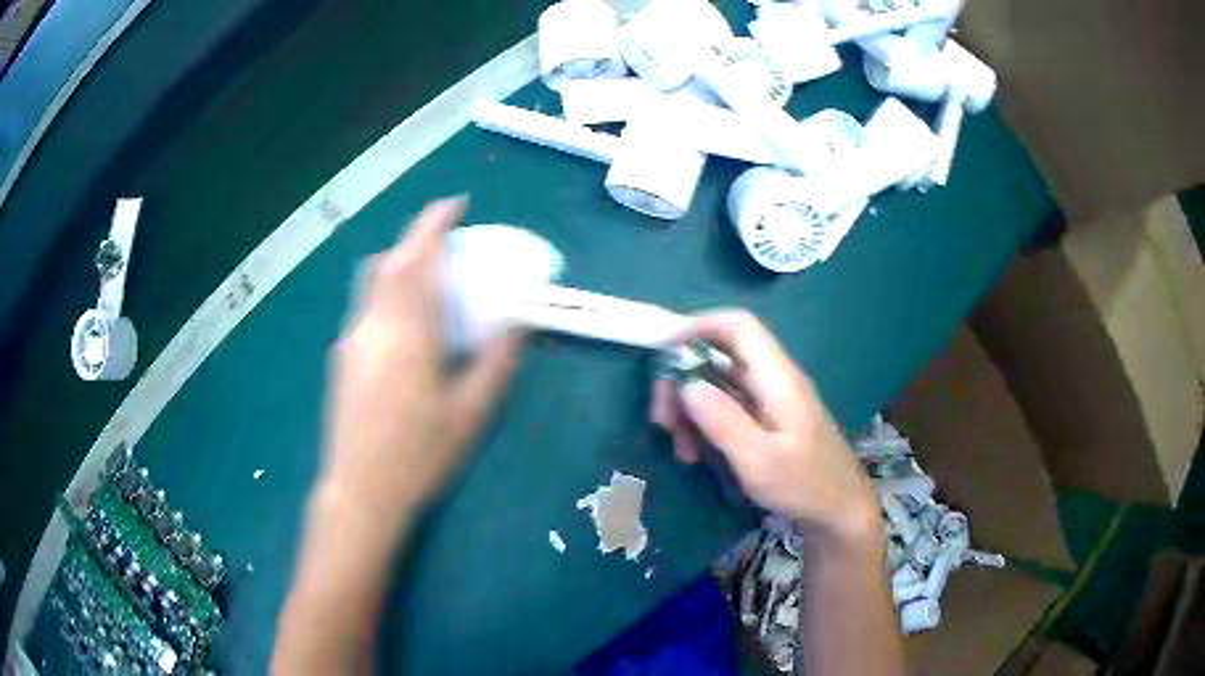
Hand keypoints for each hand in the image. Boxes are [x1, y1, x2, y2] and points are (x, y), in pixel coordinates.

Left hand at [323, 197, 520, 518]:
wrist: (360, 491)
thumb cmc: (420, 455)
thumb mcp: (471, 413)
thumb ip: (497, 361)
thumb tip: (518, 322)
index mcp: (407, 333)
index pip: (417, 259)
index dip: (435, 224)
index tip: (456, 204)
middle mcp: (372, 326)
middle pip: (390, 262)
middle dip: (418, 239)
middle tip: (449, 240)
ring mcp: (351, 341)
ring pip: (372, 282)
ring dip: (400, 264)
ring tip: (430, 279)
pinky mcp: (342, 358)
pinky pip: (367, 306)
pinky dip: (389, 293)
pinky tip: (408, 326)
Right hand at [651, 310, 878, 542]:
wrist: (841, 512)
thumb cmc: (805, 485)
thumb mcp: (759, 460)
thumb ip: (723, 420)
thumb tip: (687, 384)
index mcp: (778, 378)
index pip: (738, 326)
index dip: (699, 326)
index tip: (663, 352)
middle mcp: (774, 381)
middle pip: (721, 357)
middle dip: (685, 380)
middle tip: (662, 418)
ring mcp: (771, 402)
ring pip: (720, 385)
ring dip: (692, 408)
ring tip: (680, 447)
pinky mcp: (768, 422)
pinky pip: (729, 409)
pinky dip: (706, 424)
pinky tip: (696, 454)